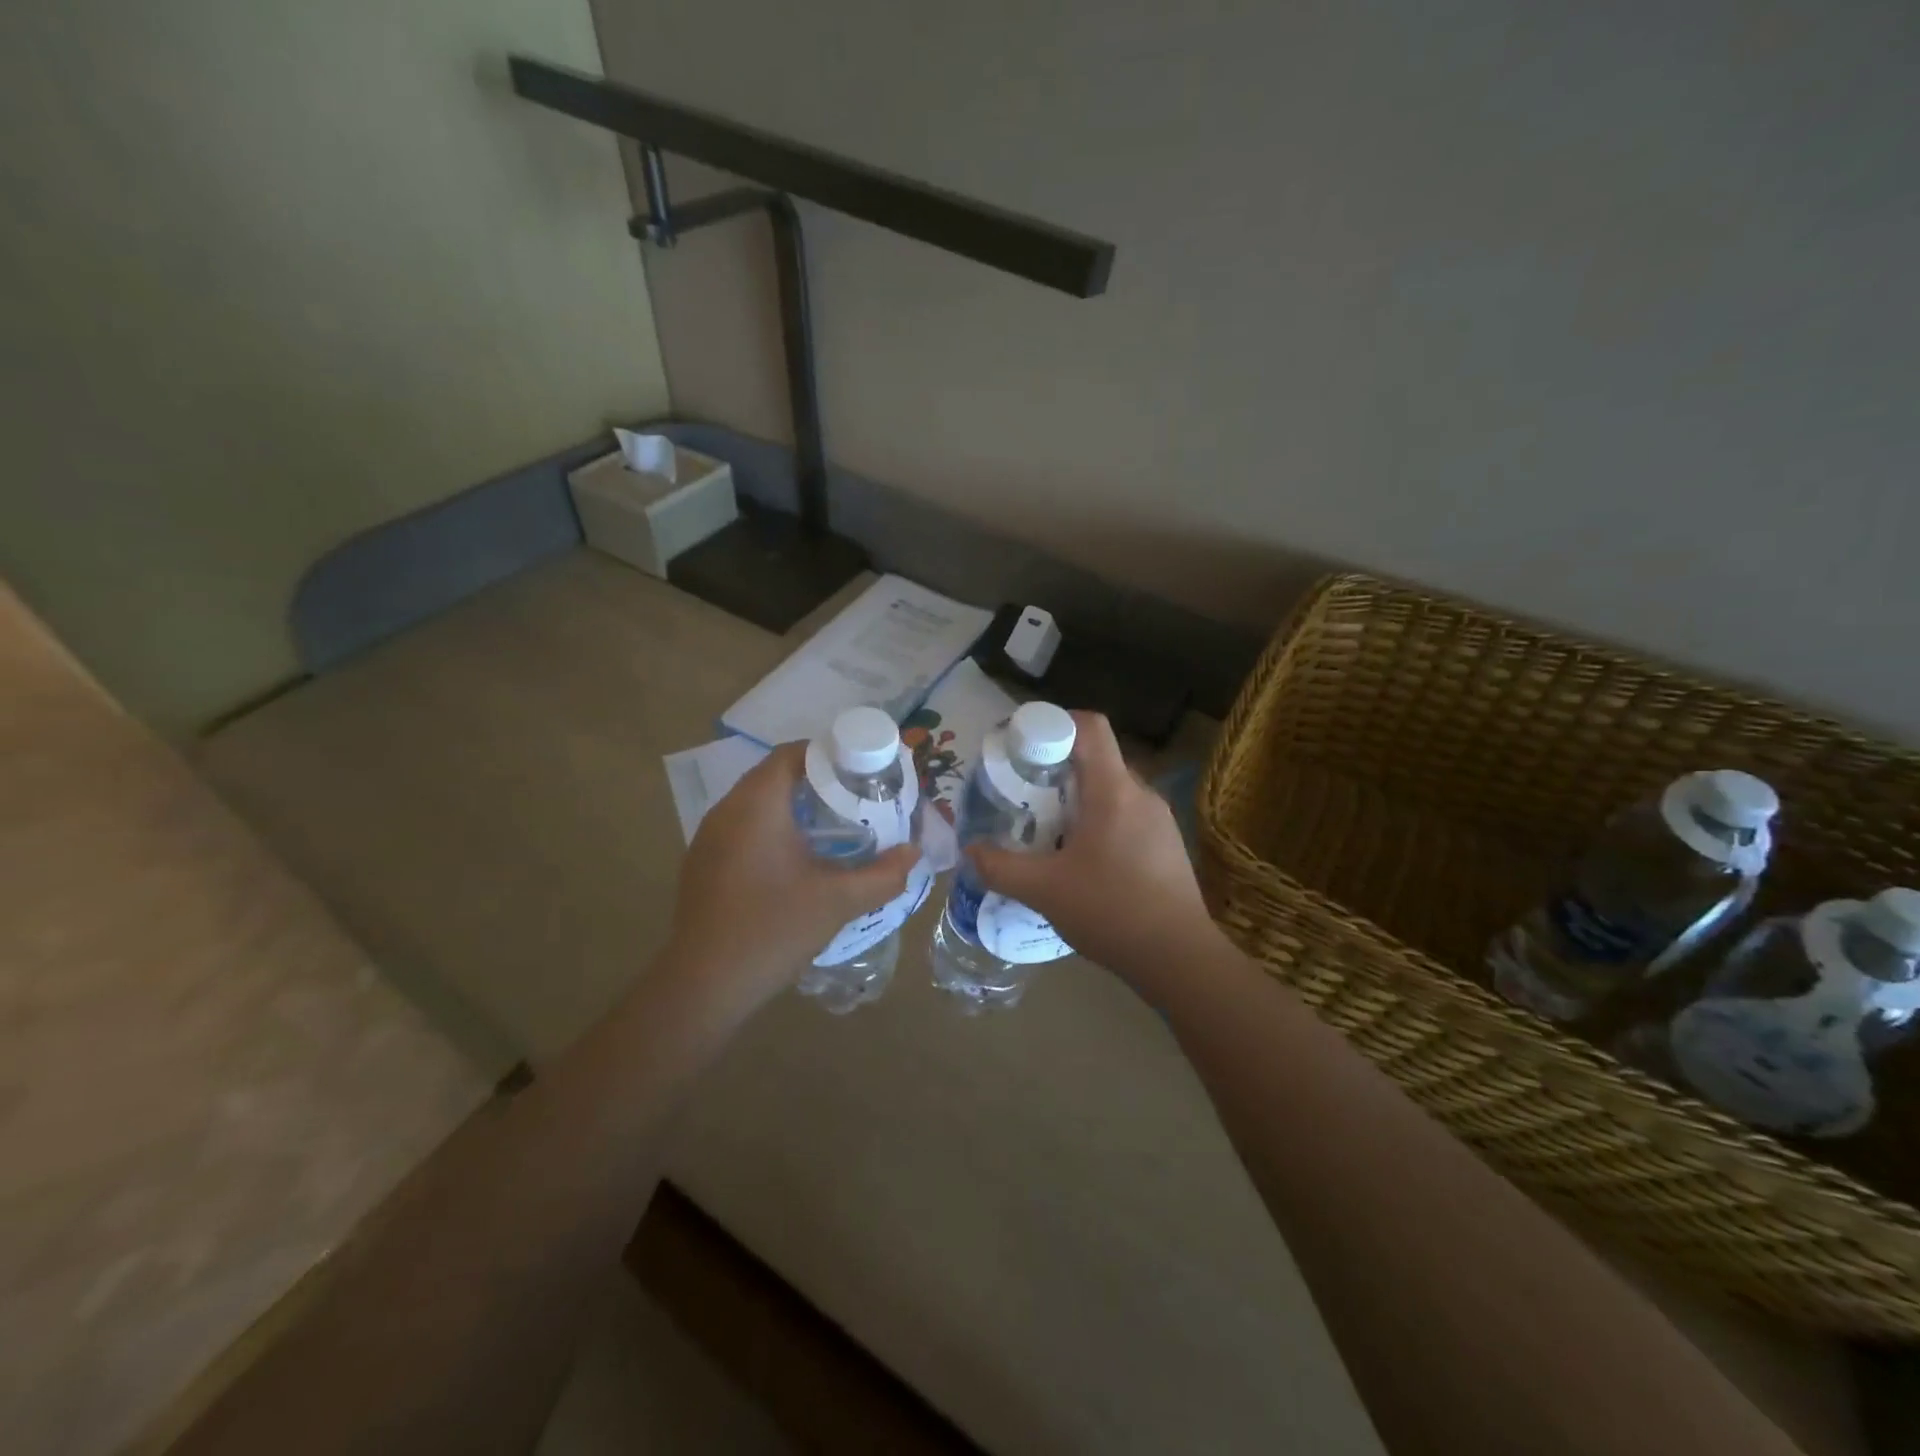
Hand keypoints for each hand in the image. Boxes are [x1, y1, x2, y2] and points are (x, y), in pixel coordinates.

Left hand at [667, 743, 918, 1007]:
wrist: (704, 985)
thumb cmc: (773, 930)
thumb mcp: (838, 901)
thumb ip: (883, 875)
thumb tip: (913, 854)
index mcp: (756, 805)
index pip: (792, 754)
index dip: (829, 754)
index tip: (862, 771)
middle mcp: (727, 810)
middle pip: (775, 775)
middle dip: (817, 781)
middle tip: (856, 798)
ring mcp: (708, 837)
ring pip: (757, 802)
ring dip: (794, 805)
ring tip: (834, 825)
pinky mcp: (702, 862)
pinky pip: (742, 827)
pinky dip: (772, 828)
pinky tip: (796, 858)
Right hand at [968, 711, 1215, 987]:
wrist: (1179, 959)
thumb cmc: (1110, 911)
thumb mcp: (1043, 891)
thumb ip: (1000, 867)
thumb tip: (970, 851)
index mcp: (1113, 790)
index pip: (1089, 726)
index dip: (1053, 723)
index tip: (1022, 746)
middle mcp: (1141, 794)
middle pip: (1096, 759)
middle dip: (1056, 769)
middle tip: (1024, 795)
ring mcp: (1160, 820)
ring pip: (1111, 790)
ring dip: (1078, 799)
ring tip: (1048, 831)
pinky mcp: (1168, 845)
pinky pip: (1127, 815)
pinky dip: (1099, 821)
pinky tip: (1082, 860)